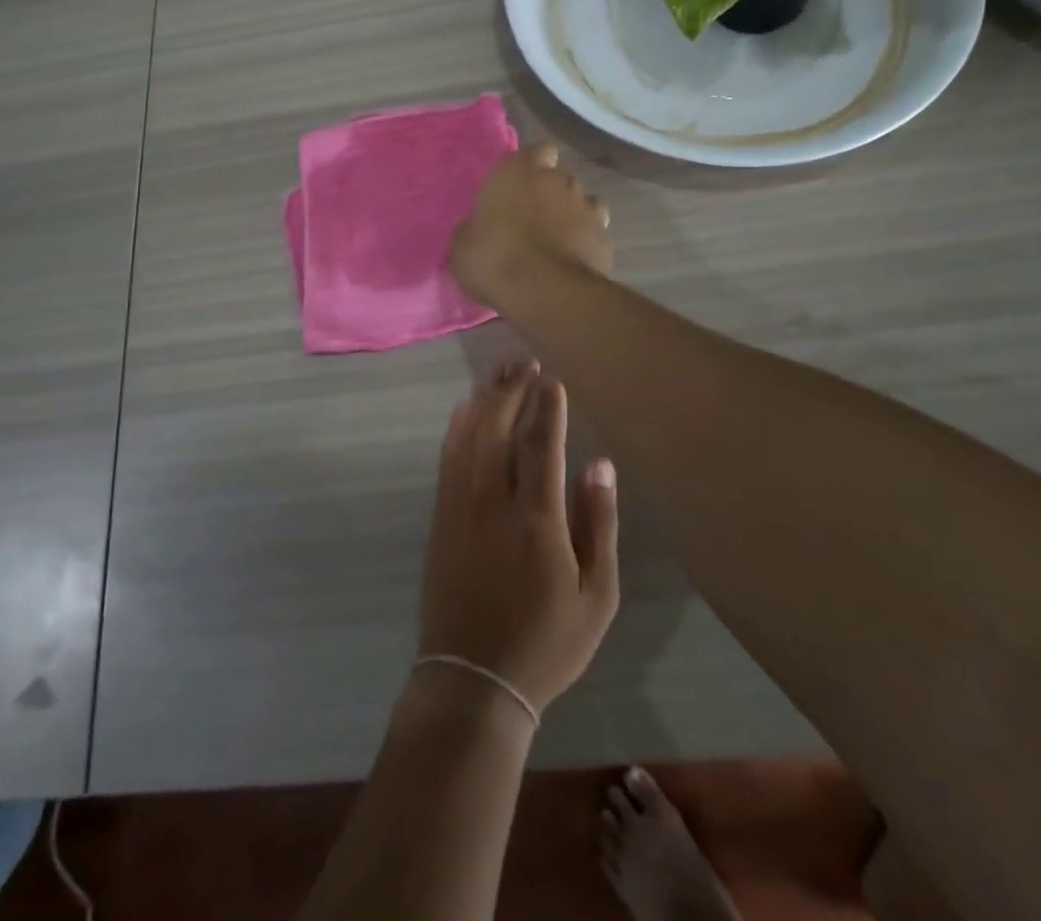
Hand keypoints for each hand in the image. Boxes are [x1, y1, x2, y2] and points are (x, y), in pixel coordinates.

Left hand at [416, 364, 619, 713]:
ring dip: (484, 399)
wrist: (473, 678)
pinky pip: (448, 458)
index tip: (553, 377)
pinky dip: (457, 426)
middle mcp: (493, 499)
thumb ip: (598, 523)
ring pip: (469, 435)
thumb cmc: (546, 642)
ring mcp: (459, 505)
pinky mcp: (440, 517)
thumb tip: (600, 463)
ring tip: (499, 371)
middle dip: (512, 389)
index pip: (541, 442)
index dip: (547, 405)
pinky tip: (465, 409)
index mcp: (536, 517)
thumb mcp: (597, 596)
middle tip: (525, 361)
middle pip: (499, 427)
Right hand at [450, 144, 612, 311]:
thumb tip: (475, 230)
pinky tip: (573, 258)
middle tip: (532, 218)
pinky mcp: (605, 236)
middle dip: (549, 192)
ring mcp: (586, 206)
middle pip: (558, 177)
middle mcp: (556, 180)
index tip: (519, 186)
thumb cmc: (494, 259)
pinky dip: (586, 240)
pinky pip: (595, 230)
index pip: (536, 151)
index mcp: (517, 171)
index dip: (531, 166)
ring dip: (570, 214)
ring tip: (555, 240)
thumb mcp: (463, 246)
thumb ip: (473, 229)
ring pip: (581, 201)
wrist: (546, 292)